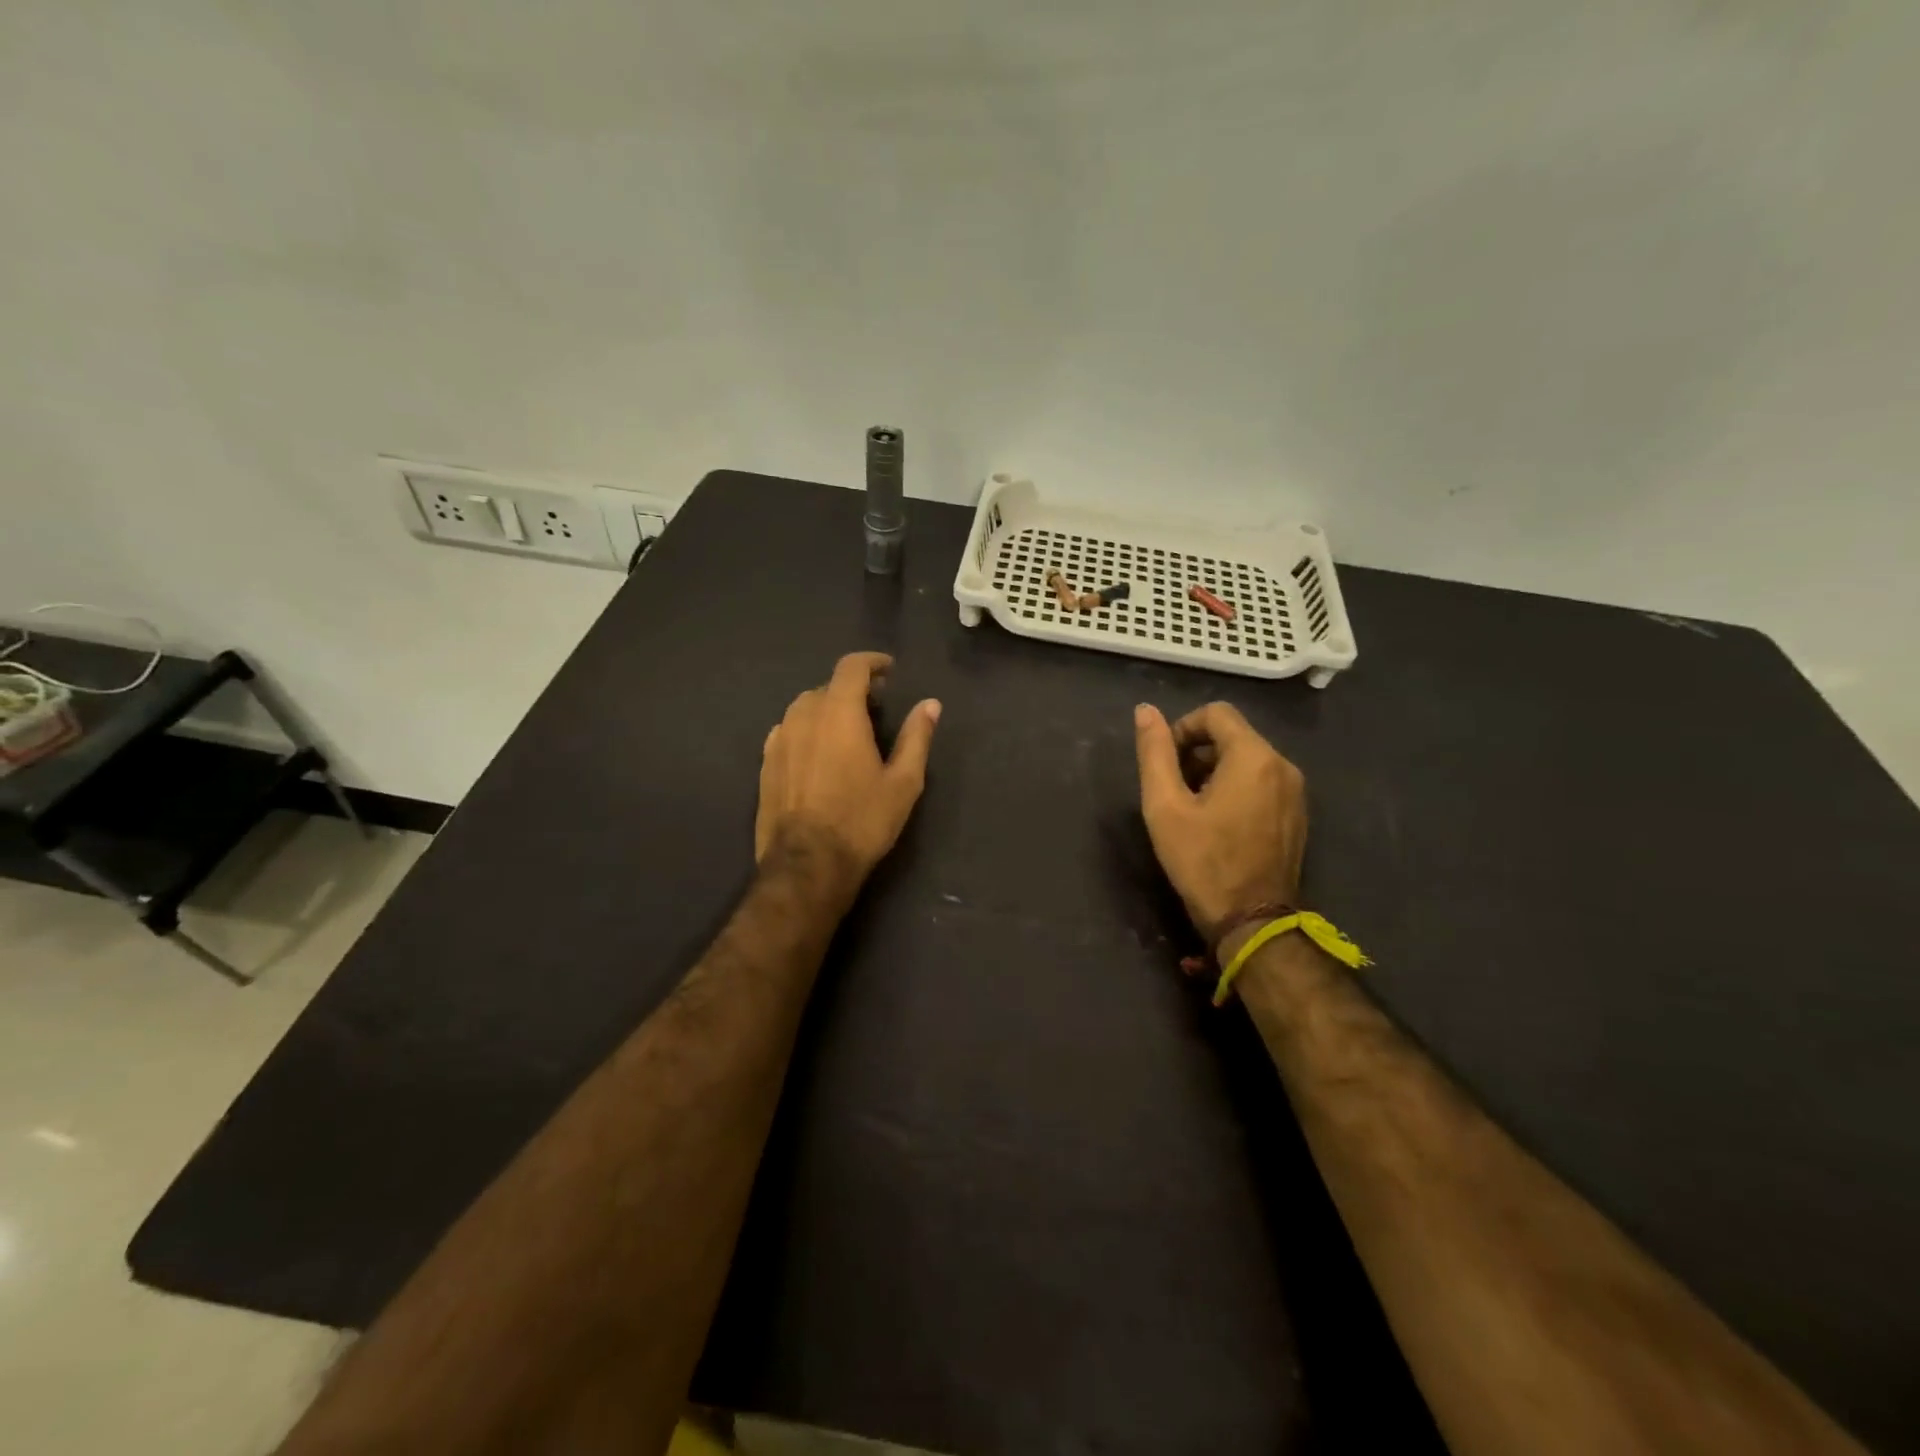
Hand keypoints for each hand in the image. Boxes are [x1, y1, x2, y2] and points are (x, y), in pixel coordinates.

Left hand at [756, 652, 941, 885]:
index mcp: (839, 713)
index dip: (872, 662)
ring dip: (827, 708)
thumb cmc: (862, 821)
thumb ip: (916, 737)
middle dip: (853, 689)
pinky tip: (818, 752)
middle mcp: (803, 716)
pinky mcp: (766, 764)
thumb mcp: (903, 782)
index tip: (889, 670)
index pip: (851, 667)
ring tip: (847, 730)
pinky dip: (807, 729)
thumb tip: (931, 704)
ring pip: (804, 708)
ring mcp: (779, 740)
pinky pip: (788, 731)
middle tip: (876, 707)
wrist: (807, 864)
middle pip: (828, 687)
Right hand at [1133, 702, 1306, 945]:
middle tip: (1174, 789)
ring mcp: (1296, 792)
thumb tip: (1145, 710)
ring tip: (1192, 808)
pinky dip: (1237, 788)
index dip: (1183, 729)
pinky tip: (1219, 823)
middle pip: (1233, 734)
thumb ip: (1155, 753)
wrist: (1252, 921)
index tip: (1166, 763)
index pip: (1215, 713)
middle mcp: (1283, 765)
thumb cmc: (1202, 861)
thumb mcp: (1165, 806)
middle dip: (1198, 752)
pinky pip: (1263, 782)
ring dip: (1216, 770)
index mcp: (1254, 757)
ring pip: (1248, 759)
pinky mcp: (1298, 814)